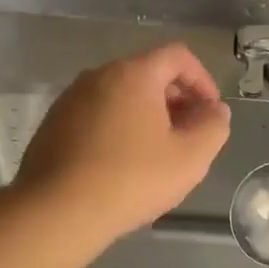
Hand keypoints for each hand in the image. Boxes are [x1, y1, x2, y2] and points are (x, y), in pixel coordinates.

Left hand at [16, 43, 230, 241]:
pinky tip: (122, 164)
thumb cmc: (131, 179)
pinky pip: (96, 115)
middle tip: (189, 134)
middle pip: (147, 73)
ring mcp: (70, 99)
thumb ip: (213, 127)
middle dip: (175, 99)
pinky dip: (118, 128)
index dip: (202, 80)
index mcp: (133, 74)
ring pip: (120, 95)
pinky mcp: (53, 124)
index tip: (211, 112)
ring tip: (157, 152)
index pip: (178, 56)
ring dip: (146, 115)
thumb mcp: (190, 158)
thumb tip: (215, 111)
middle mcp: (98, 76)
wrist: (57, 211)